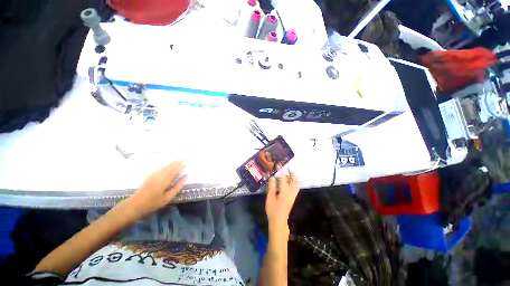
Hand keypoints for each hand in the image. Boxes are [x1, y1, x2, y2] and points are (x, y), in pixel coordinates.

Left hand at [124, 159, 188, 218]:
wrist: (135, 204)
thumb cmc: (153, 202)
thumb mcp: (168, 197)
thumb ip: (178, 186)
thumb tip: (186, 176)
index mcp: (166, 179)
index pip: (177, 168)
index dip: (183, 163)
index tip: (190, 160)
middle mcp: (160, 173)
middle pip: (172, 164)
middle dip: (180, 160)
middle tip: (188, 158)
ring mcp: (155, 173)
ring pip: (167, 164)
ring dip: (175, 161)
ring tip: (182, 159)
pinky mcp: (152, 174)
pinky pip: (163, 166)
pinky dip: (169, 164)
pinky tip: (172, 164)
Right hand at [265, 171, 299, 228]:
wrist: (279, 221)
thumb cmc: (273, 209)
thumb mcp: (270, 197)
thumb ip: (272, 186)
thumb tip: (272, 177)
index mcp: (284, 191)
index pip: (283, 178)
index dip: (281, 171)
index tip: (279, 166)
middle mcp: (291, 192)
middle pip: (294, 181)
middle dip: (292, 174)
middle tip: (288, 168)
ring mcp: (293, 196)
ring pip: (296, 184)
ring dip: (294, 178)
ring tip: (289, 174)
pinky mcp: (292, 198)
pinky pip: (295, 188)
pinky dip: (294, 183)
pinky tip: (289, 182)